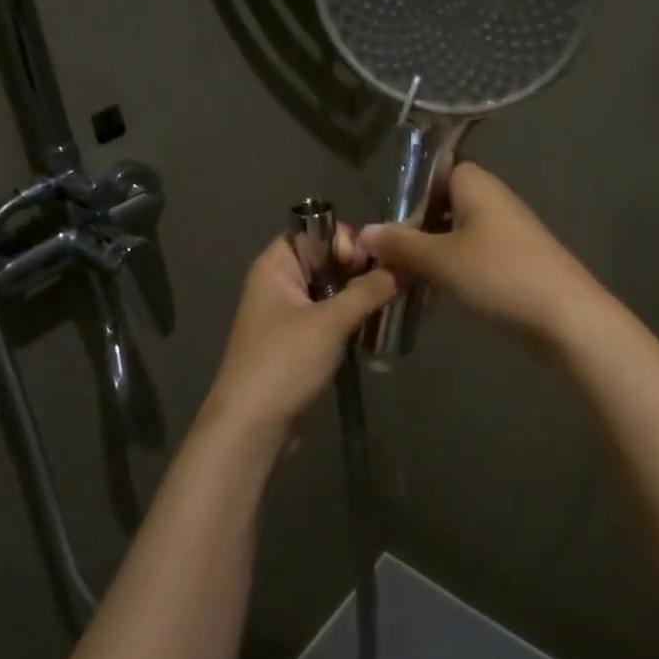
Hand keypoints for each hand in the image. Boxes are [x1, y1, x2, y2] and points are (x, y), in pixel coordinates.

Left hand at [197, 231, 399, 436]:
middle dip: (363, 269)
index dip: (346, 240)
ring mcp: (290, 315)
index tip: (373, 263)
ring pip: (334, 291)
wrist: (252, 428)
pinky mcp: (301, 344)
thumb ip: (369, 290)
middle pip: (329, 260)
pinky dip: (354, 320)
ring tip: (396, 304)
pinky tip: (380, 327)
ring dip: (363, 296)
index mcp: (276, 266)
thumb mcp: (330, 321)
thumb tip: (406, 266)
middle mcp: (280, 283)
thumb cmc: (284, 363)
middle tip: (396, 284)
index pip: (316, 230)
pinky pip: (333, 318)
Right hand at [356, 163, 604, 344]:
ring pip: (452, 235)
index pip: (434, 169)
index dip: (407, 192)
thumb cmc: (498, 275)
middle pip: (440, 205)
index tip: (382, 221)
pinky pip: (469, 258)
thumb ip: (400, 244)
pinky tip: (429, 299)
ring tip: (399, 281)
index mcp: (475, 184)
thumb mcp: (440, 259)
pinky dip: (448, 273)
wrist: (565, 318)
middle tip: (382, 257)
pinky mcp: (511, 263)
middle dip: (411, 230)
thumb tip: (363, 233)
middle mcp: (491, 200)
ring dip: (427, 256)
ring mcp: (504, 233)